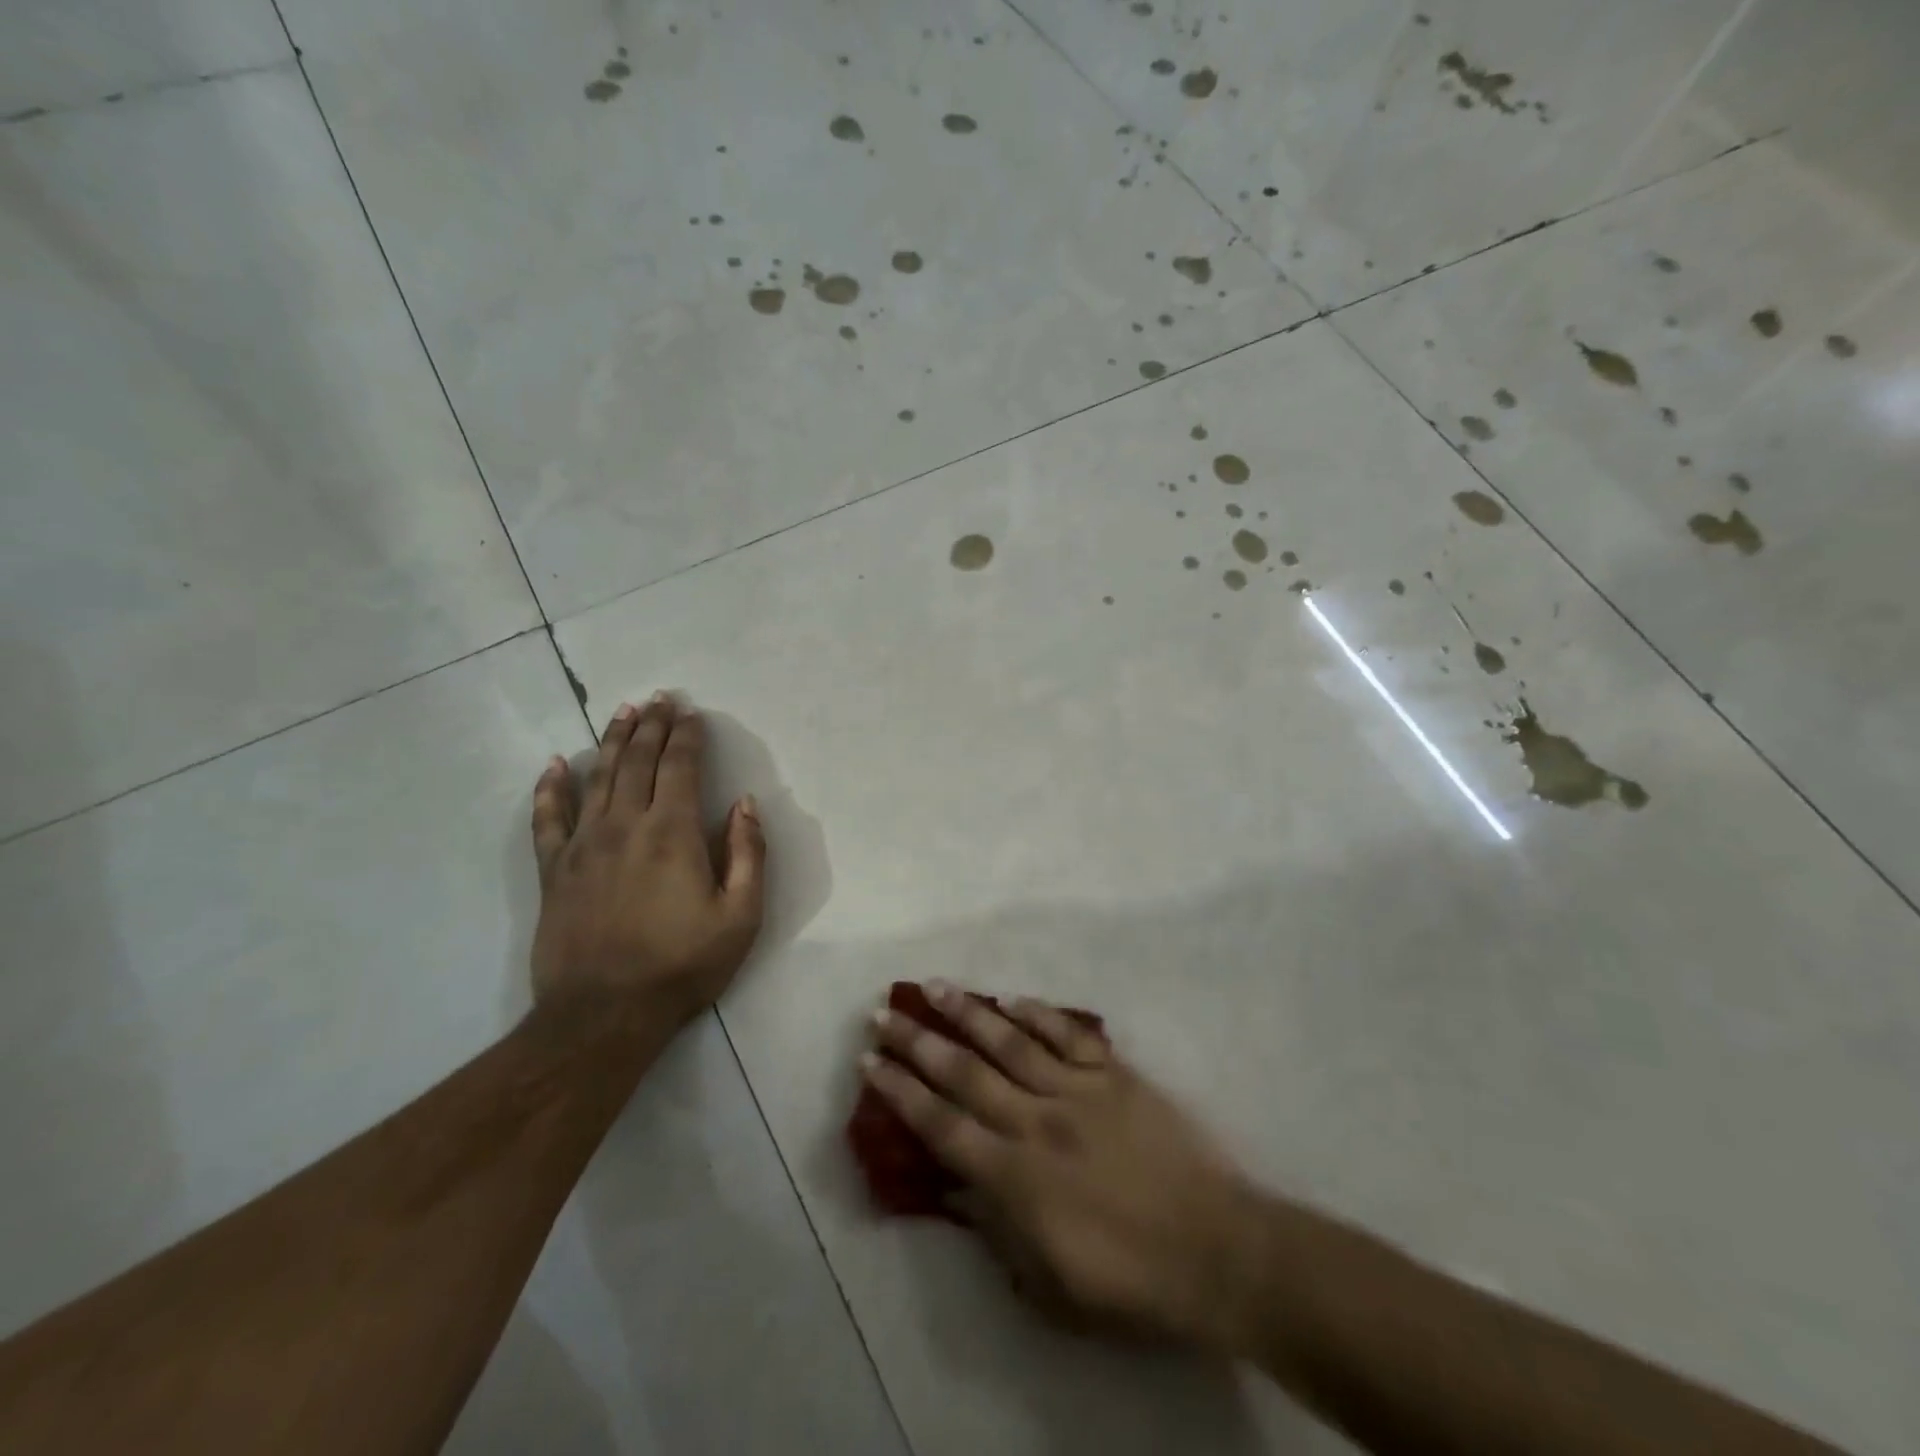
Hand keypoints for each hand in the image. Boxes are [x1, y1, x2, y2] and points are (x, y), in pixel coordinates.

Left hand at [530, 694, 765, 1027]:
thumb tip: (744, 804)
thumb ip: (747, 854)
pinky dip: (550, 788)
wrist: (604, 1015)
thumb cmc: (682, 965)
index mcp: (672, 832)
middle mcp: (624, 825)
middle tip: (659, 698)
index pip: (680, 767)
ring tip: (622, 712)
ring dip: (611, 741)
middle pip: (637, 761)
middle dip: (651, 726)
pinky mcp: (553, 870)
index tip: (692, 712)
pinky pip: (548, 818)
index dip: (687, 735)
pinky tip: (553, 765)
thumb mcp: (740, 916)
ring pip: (597, 778)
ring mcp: (582, 845)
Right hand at [863, 982, 1261, 1349]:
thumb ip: (995, 1229)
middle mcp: (1037, 1121)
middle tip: (883, 1014)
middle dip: (918, 1042)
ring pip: (1010, 1041)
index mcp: (1016, 1177)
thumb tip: (954, 1185)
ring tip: (933, 987)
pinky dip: (1037, 1014)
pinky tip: (1011, 998)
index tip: (871, 1063)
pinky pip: (1068, 1035)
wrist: (1218, 1251)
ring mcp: (1078, 1091)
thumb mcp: (1049, 1284)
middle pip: (965, 1072)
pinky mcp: (1115, 1075)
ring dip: (968, 1012)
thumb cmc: (1130, 1283)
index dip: (901, 1093)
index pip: (942, 1125)